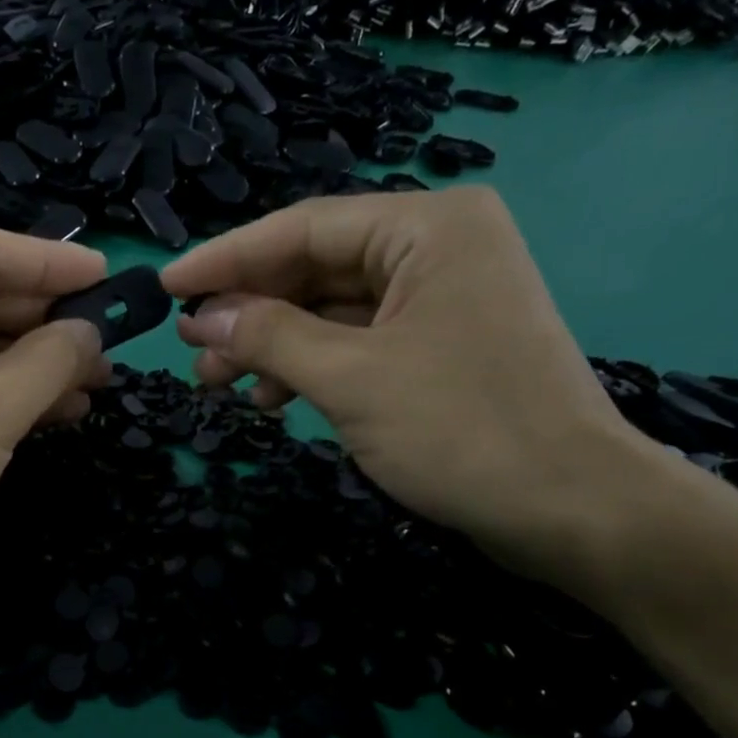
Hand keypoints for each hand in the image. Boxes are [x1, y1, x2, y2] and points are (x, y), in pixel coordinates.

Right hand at [161, 187, 652, 569]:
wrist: (570, 509)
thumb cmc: (460, 429)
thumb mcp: (349, 378)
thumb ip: (267, 337)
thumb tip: (201, 316)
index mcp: (428, 227)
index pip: (303, 228)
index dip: (227, 258)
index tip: (168, 285)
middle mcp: (437, 248)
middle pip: (315, 269)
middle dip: (249, 312)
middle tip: (190, 351)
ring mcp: (440, 300)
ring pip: (331, 311)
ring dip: (272, 346)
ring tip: (217, 386)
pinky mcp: (439, 347)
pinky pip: (357, 343)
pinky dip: (311, 368)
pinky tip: (273, 400)